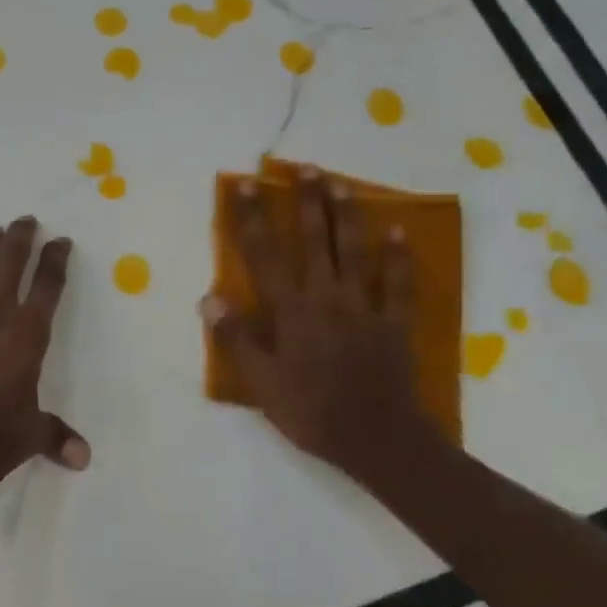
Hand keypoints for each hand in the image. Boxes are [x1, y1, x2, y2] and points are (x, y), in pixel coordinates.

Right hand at [204, 169, 436, 479]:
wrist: (379, 440)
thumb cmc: (312, 411)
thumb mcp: (261, 382)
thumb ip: (236, 338)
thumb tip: (209, 297)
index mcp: (290, 310)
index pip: (264, 255)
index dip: (252, 218)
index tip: (245, 185)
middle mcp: (325, 297)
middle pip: (314, 240)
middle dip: (306, 201)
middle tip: (304, 166)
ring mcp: (363, 307)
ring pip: (353, 251)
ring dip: (346, 214)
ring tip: (340, 183)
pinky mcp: (393, 322)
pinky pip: (396, 283)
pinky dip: (398, 257)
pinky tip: (397, 232)